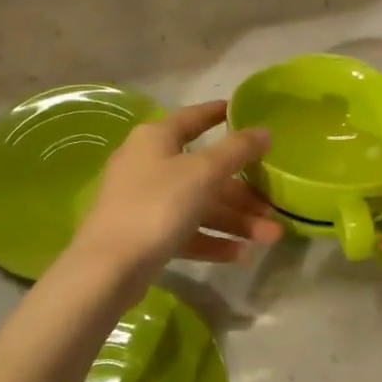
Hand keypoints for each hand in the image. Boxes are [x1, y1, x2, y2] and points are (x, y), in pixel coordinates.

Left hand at [70, 101, 281, 278]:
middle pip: (204, 170)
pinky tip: (242, 254)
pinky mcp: (145, 235)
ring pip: (199, 204)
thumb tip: (263, 130)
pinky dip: (213, 239)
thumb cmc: (157, 205)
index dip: (218, 114)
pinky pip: (187, 231)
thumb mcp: (203, 172)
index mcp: (156, 138)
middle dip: (242, 190)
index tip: (244, 113)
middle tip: (274, 204)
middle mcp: (148, 164)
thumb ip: (237, 150)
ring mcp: (145, 201)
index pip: (192, 117)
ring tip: (270, 237)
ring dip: (235, 219)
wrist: (108, 268)